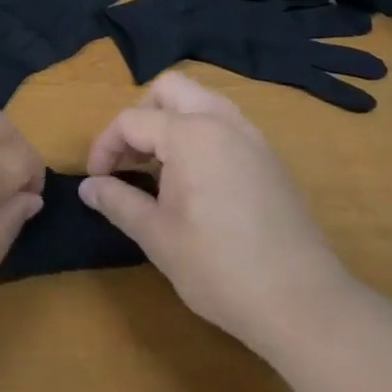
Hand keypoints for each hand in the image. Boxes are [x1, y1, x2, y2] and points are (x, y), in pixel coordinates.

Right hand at [80, 72, 357, 355]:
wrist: (303, 303)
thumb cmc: (221, 269)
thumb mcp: (158, 238)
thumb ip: (119, 202)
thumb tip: (88, 187)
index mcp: (190, 134)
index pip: (133, 120)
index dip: (105, 146)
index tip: (96, 179)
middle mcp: (221, 121)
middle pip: (170, 89)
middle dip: (141, 114)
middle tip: (129, 158)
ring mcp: (251, 136)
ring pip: (202, 100)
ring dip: (172, 119)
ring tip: (159, 166)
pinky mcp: (269, 157)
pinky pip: (225, 122)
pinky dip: (200, 133)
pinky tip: (196, 178)